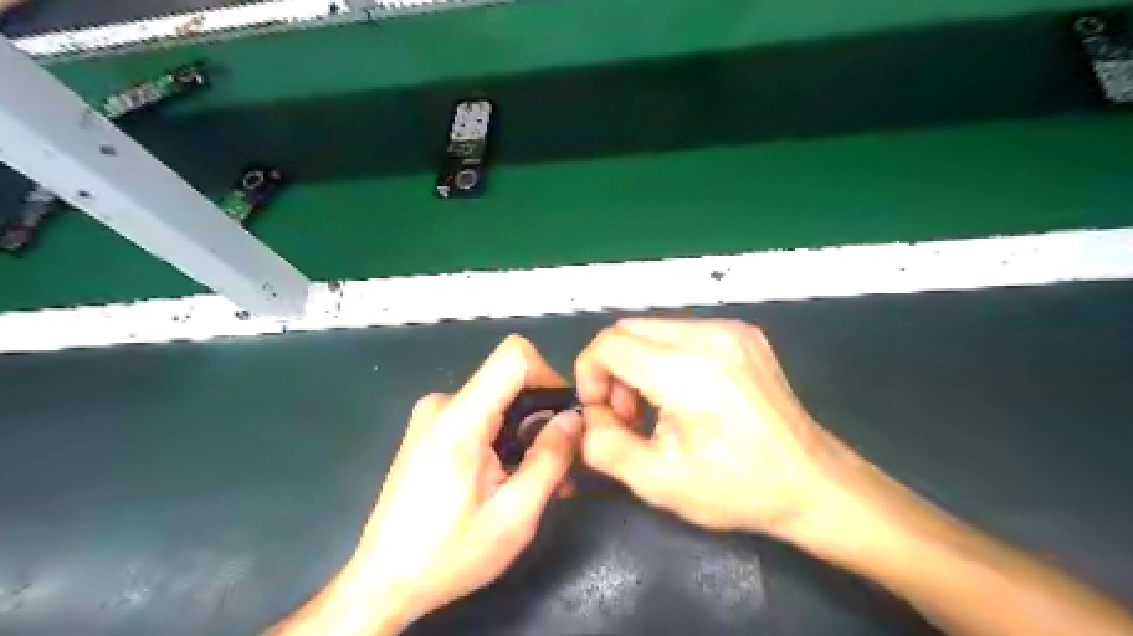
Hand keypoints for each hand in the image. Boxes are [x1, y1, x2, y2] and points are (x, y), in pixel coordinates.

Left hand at [268, 335, 579, 634]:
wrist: (384, 583)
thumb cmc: (449, 554)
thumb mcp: (515, 514)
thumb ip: (550, 459)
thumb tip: (574, 418)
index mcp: (460, 418)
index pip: (514, 356)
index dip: (549, 375)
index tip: (564, 417)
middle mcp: (443, 404)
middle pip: (510, 381)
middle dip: (542, 416)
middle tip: (561, 463)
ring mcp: (432, 416)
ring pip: (498, 402)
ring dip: (526, 434)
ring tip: (541, 481)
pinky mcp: (430, 431)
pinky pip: (480, 417)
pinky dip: (504, 439)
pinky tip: (512, 478)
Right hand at [580, 319, 854, 535]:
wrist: (813, 482)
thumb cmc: (736, 487)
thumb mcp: (657, 481)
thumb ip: (603, 445)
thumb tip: (591, 415)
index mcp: (687, 371)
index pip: (609, 344)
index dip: (589, 374)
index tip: (602, 410)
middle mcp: (709, 336)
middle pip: (628, 329)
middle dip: (613, 369)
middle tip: (628, 414)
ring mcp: (731, 330)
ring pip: (653, 329)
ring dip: (638, 362)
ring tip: (655, 408)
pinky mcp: (744, 333)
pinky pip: (682, 333)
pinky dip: (665, 358)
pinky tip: (683, 394)